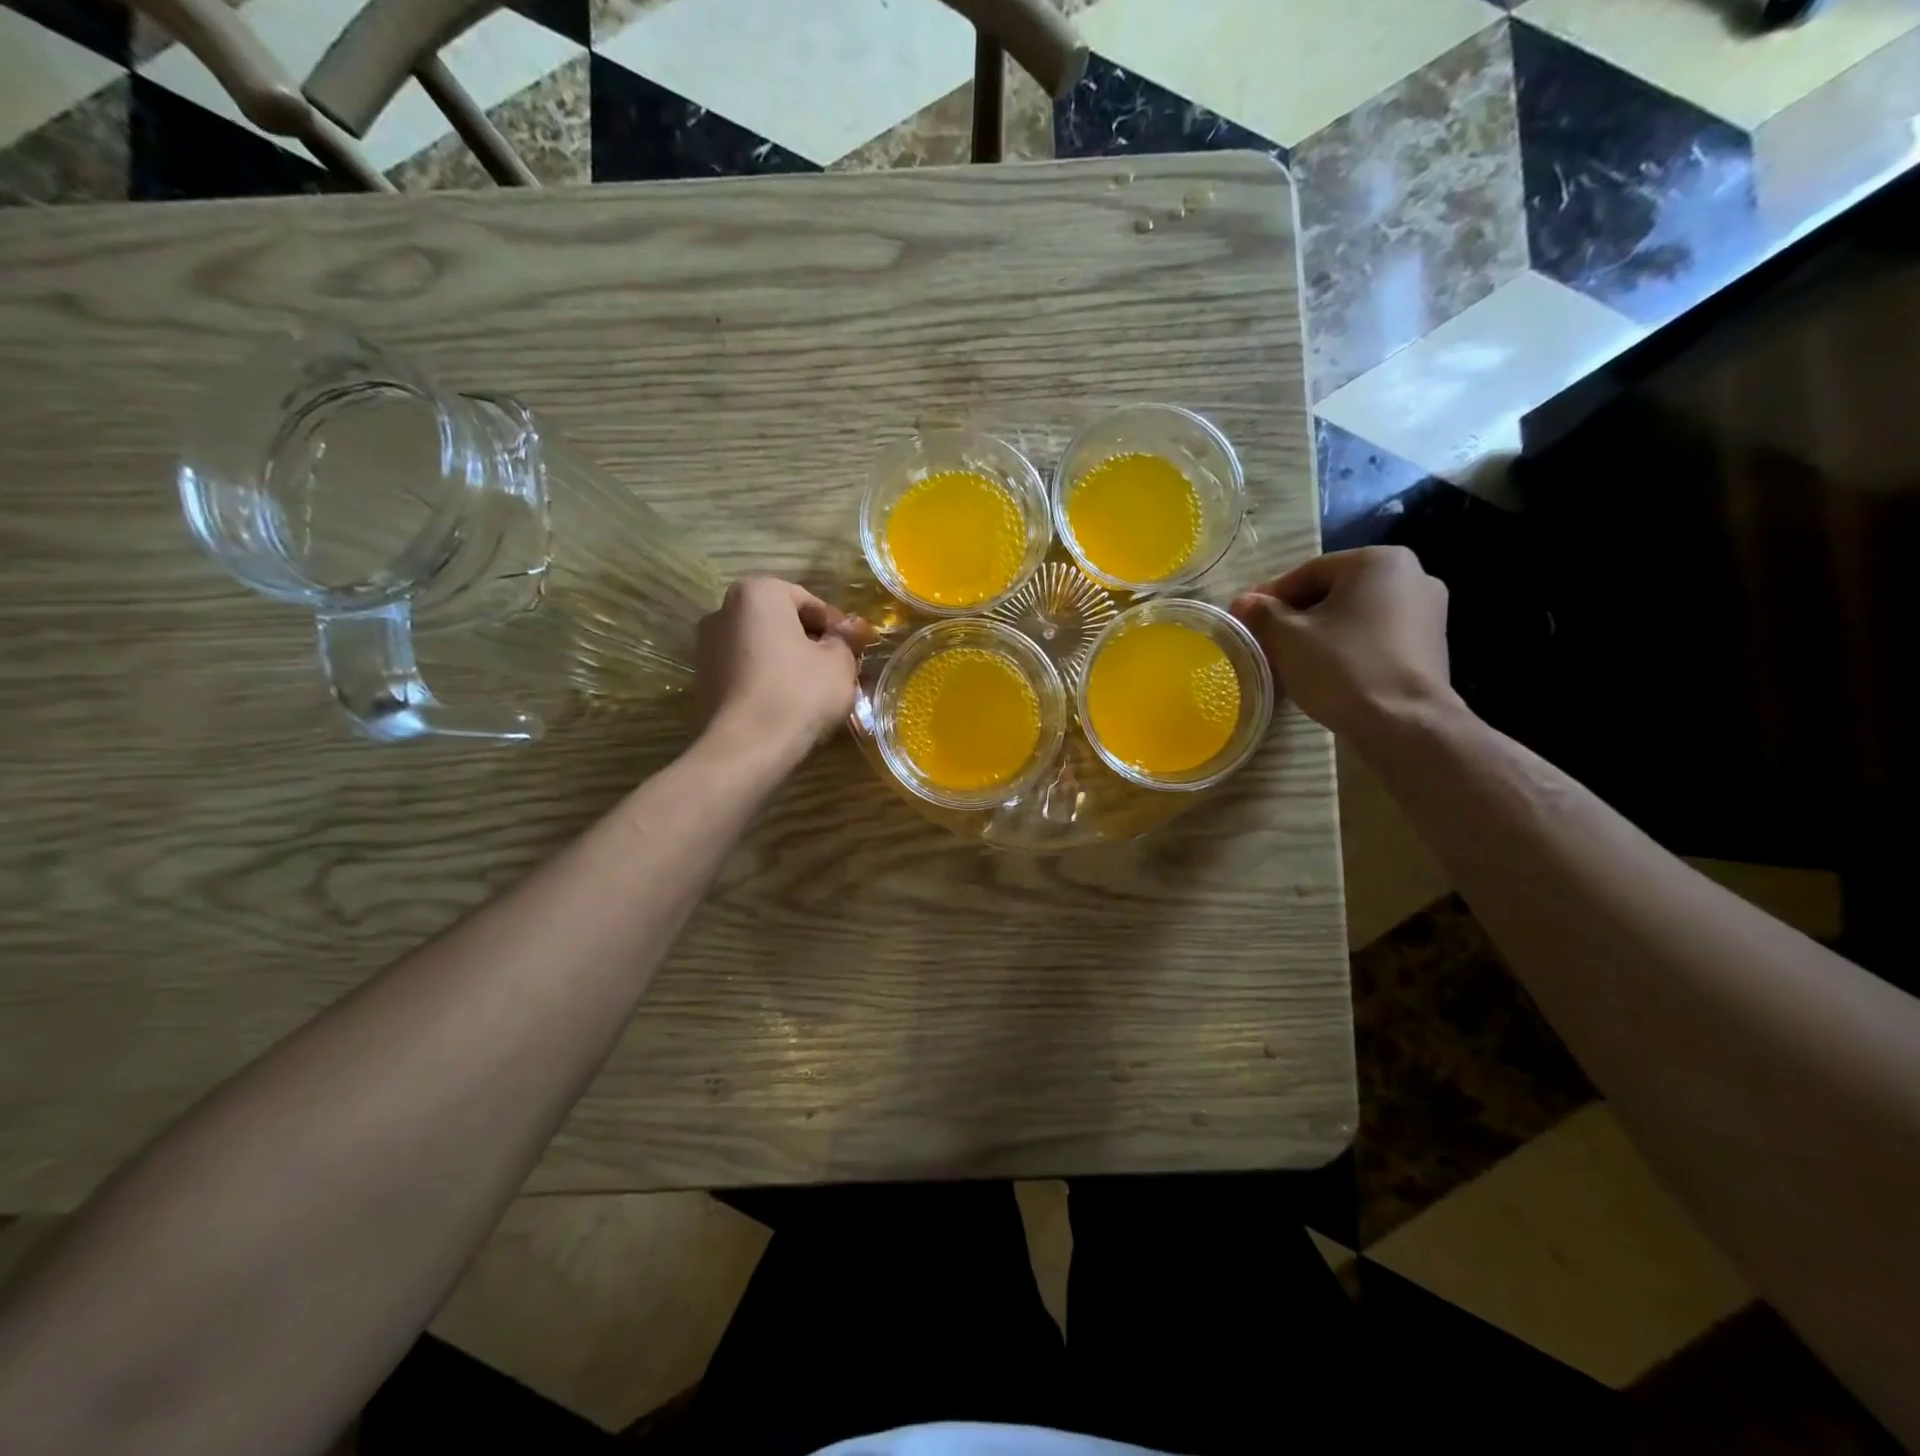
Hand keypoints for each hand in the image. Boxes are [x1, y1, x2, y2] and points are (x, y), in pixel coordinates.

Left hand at [695, 577, 870, 760]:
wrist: (747, 747)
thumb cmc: (799, 692)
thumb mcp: (839, 662)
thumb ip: (846, 638)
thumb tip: (852, 627)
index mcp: (758, 592)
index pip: (808, 601)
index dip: (836, 626)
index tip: (853, 650)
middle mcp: (724, 610)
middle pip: (781, 621)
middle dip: (810, 641)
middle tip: (837, 669)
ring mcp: (707, 646)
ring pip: (763, 647)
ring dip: (788, 661)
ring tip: (815, 689)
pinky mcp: (703, 679)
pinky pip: (746, 670)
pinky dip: (767, 679)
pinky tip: (788, 704)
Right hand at [1230, 547, 1457, 738]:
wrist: (1405, 725)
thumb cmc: (1344, 668)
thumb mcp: (1288, 638)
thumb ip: (1262, 613)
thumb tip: (1243, 602)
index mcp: (1377, 561)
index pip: (1308, 573)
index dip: (1270, 597)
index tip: (1245, 618)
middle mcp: (1412, 574)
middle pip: (1334, 591)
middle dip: (1297, 615)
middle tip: (1266, 640)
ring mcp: (1428, 610)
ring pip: (1355, 614)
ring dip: (1321, 631)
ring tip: (1292, 659)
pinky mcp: (1432, 644)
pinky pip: (1376, 635)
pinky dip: (1349, 646)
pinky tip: (1328, 670)